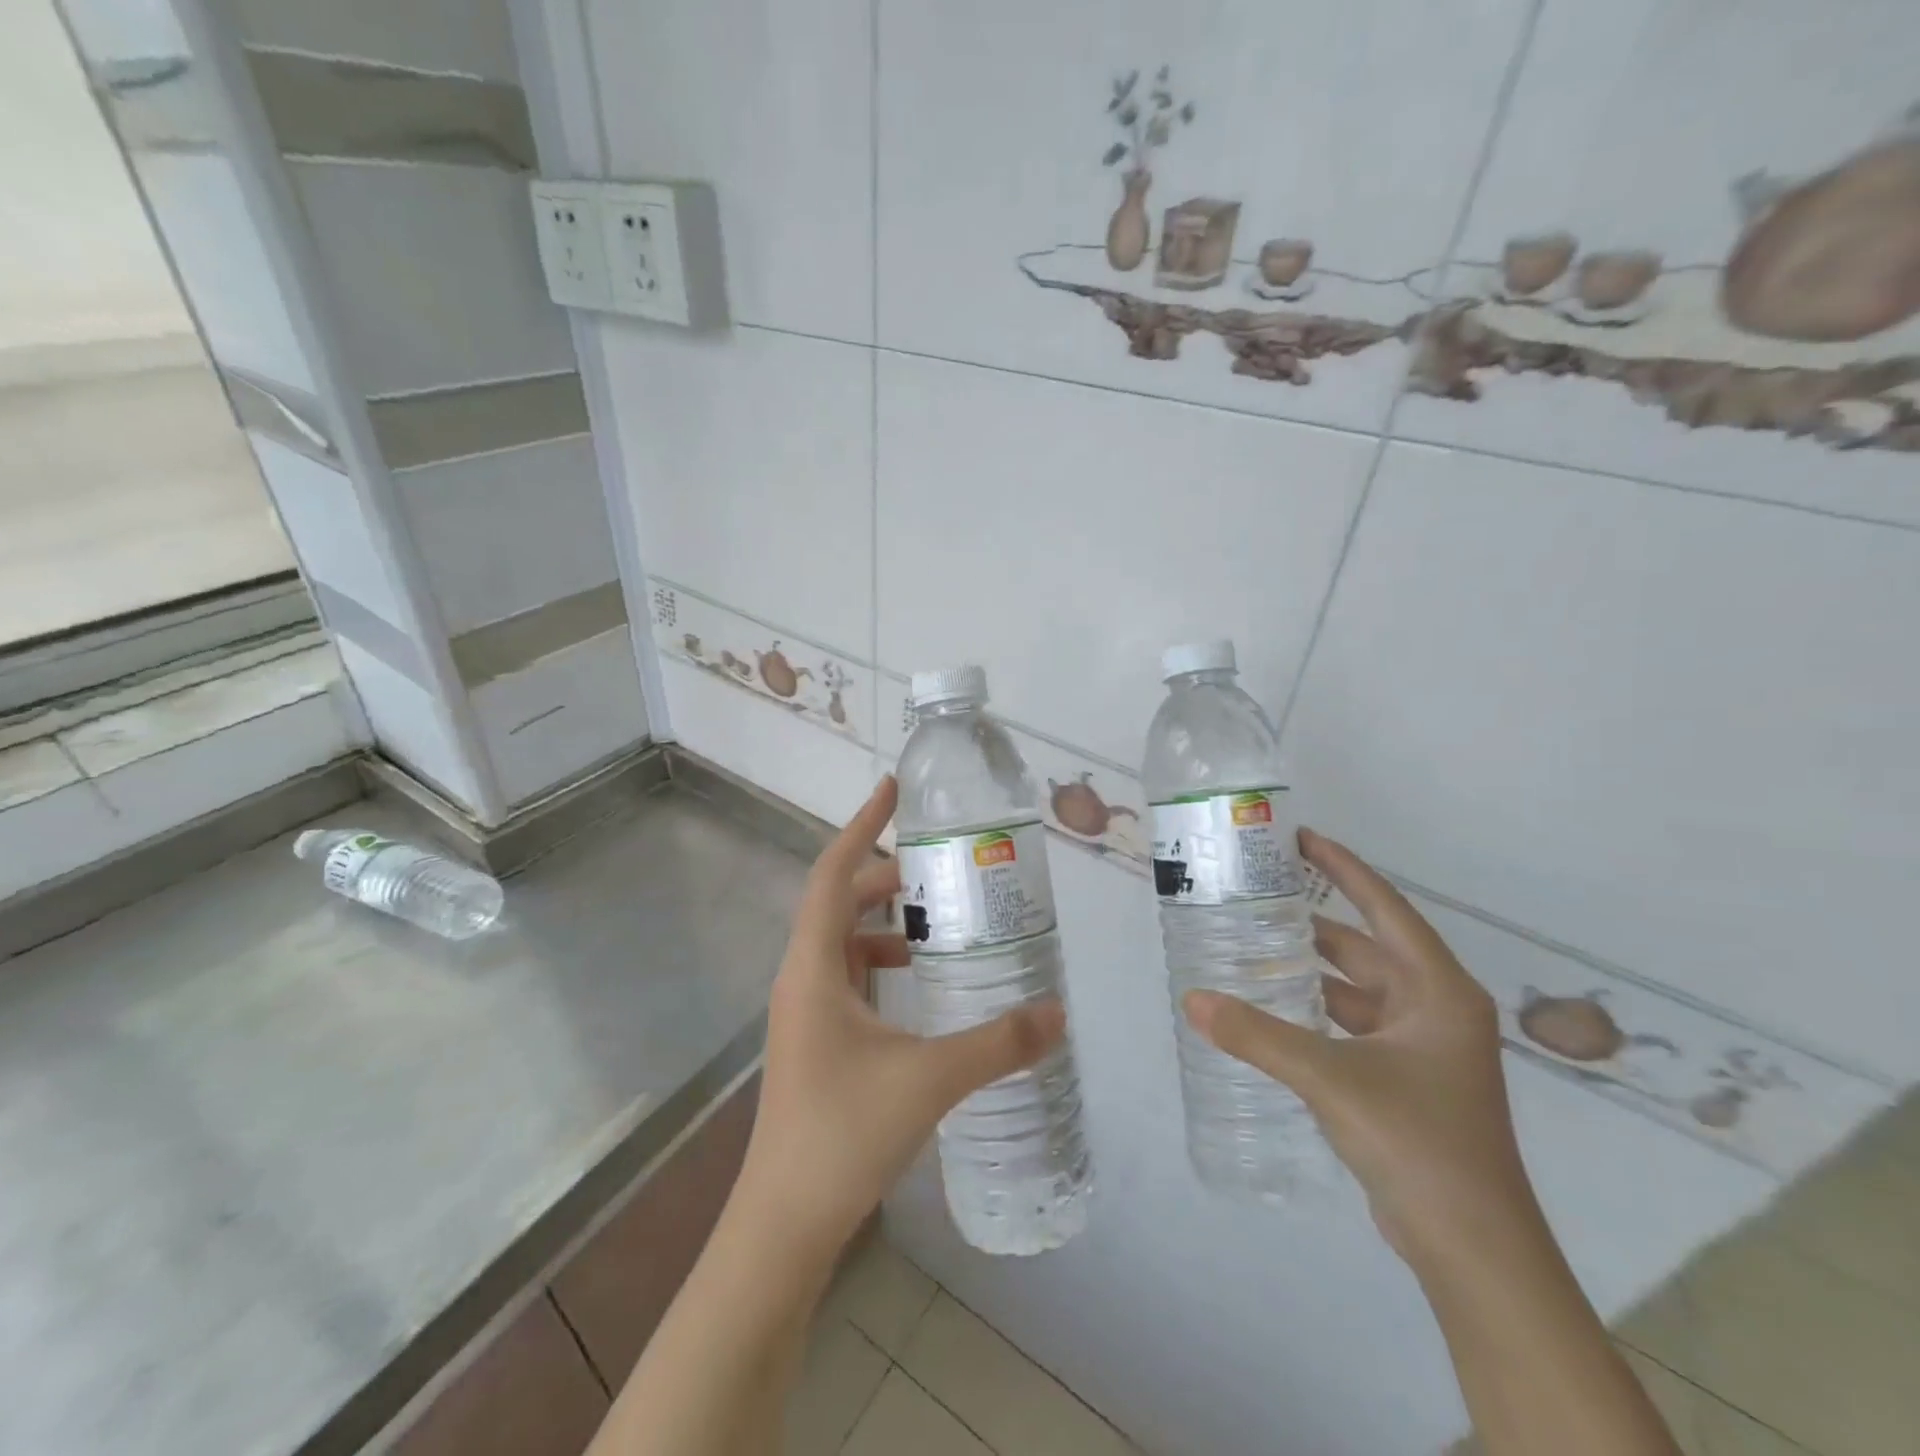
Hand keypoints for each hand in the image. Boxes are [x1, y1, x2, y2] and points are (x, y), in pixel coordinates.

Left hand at [735, 775, 1066, 1260]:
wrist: (783, 1223)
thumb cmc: (842, 1135)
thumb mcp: (928, 1080)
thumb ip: (997, 1044)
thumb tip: (1058, 1013)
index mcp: (813, 968)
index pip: (831, 873)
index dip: (861, 826)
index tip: (892, 789)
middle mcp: (802, 978)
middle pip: (838, 902)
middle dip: (884, 878)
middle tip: (940, 870)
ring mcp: (805, 1011)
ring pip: (844, 942)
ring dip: (884, 924)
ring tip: (939, 925)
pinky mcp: (817, 1039)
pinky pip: (848, 977)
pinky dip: (881, 964)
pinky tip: (922, 987)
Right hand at [1184, 829, 1536, 1275]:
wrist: (1474, 1249)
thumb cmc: (1418, 1143)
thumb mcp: (1331, 1078)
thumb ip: (1259, 1036)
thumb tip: (1193, 1000)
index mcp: (1439, 992)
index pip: (1386, 909)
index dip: (1344, 869)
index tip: (1302, 838)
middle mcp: (1436, 1009)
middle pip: (1368, 947)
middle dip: (1315, 923)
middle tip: (1259, 897)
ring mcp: (1424, 1048)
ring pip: (1358, 989)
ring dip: (1313, 970)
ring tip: (1255, 948)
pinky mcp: (1407, 1079)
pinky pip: (1353, 1024)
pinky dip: (1317, 1011)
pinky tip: (1276, 1010)